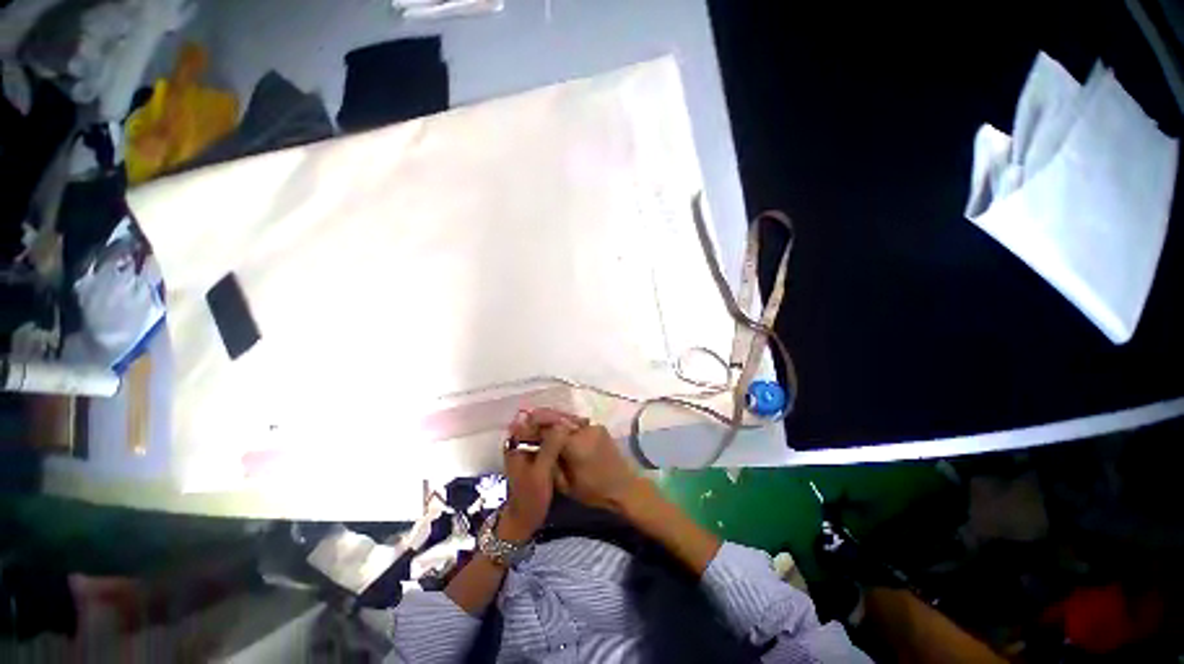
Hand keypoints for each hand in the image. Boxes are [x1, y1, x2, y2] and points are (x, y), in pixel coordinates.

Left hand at [499, 412, 568, 541]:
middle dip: (559, 419)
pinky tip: (572, 436)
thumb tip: (563, 423)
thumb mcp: (541, 471)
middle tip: (580, 423)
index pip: (535, 417)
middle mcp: (520, 439)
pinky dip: (559, 435)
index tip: (572, 420)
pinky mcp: (534, 452)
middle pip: (540, 420)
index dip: (554, 415)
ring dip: (561, 426)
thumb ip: (550, 446)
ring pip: (545, 427)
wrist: (523, 519)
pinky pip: (547, 437)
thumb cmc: (530, 496)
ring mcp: (527, 445)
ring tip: (579, 427)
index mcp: (517, 441)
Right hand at [526, 408, 645, 514]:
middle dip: (542, 417)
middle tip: (527, 417)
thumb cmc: (593, 491)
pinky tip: (559, 427)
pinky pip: (578, 422)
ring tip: (540, 420)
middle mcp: (584, 430)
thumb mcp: (565, 484)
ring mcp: (594, 427)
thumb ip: (550, 463)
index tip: (521, 427)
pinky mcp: (599, 427)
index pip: (549, 429)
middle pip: (558, 418)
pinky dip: (566, 423)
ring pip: (568, 418)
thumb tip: (536, 449)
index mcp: (575, 445)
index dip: (534, 427)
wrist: (624, 487)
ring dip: (554, 418)